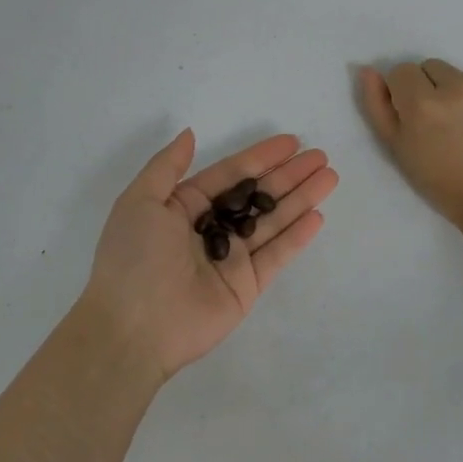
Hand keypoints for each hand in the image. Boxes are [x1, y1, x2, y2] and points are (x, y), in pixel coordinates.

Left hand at [78, 129, 337, 379]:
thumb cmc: (134, 257)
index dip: (260, 158)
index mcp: (183, 207)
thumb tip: (190, 133)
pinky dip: (297, 237)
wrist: (133, 327)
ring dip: (301, 199)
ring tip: (330, 177)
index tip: (291, 142)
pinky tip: (317, 216)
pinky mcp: (246, 287)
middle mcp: (210, 230)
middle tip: (321, 157)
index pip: (230, 175)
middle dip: (289, 176)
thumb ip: (168, 166)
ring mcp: (231, 259)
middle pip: (257, 196)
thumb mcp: (140, 200)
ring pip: (272, 222)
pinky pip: (275, 256)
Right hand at [359, 59, 462, 228]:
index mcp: (422, 103)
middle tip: (440, 121)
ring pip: (460, 74)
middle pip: (431, 67)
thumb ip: (378, 106)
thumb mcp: (398, 148)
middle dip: (430, 88)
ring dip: (458, 91)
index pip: (401, 71)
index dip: (404, 93)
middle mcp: (457, 87)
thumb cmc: (440, 180)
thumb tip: (368, 71)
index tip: (414, 115)